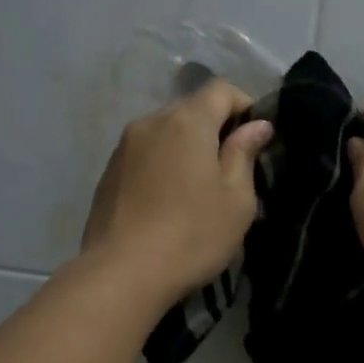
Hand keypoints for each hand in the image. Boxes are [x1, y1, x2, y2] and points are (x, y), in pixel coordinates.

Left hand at [81, 79, 274, 304]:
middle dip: (214, 129)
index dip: (244, 107)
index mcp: (186, 121)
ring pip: (165, 133)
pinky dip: (161, 166)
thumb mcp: (236, 200)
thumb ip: (244, 154)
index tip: (255, 141)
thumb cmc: (192, 235)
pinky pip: (144, 156)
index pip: (221, 89)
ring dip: (185, 150)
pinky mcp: (107, 174)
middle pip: (190, 109)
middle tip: (229, 171)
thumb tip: (256, 125)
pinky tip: (166, 203)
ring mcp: (123, 148)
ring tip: (196, 190)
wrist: (122, 274)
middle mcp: (150, 122)